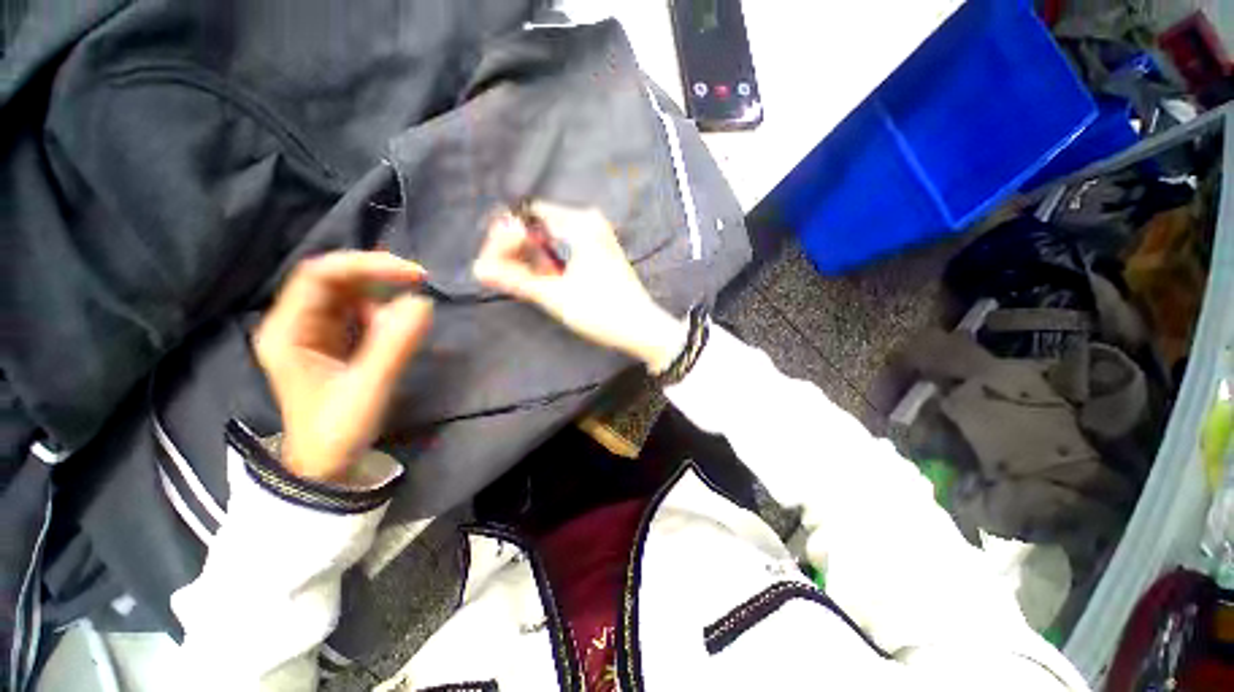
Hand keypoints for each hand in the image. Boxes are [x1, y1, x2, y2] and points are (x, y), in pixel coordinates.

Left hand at [254, 252, 432, 483]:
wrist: (327, 465)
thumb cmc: (336, 431)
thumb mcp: (367, 388)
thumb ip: (394, 345)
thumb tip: (423, 303)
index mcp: (288, 331)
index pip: (319, 276)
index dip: (365, 265)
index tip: (412, 273)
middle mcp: (296, 323)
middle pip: (334, 280)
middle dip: (377, 275)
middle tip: (420, 281)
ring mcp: (315, 332)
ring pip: (348, 294)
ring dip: (383, 296)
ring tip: (407, 319)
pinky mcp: (334, 342)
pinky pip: (359, 313)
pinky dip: (384, 313)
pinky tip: (397, 329)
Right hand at [473, 202, 685, 371]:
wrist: (641, 328)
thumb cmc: (601, 311)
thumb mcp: (555, 296)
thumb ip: (515, 279)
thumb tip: (479, 269)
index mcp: (579, 224)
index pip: (526, 216)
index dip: (504, 238)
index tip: (491, 264)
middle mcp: (589, 222)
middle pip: (538, 226)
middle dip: (516, 249)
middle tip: (498, 275)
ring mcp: (597, 237)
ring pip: (551, 239)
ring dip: (532, 258)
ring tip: (517, 281)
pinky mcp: (600, 252)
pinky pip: (565, 248)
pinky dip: (550, 262)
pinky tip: (540, 279)